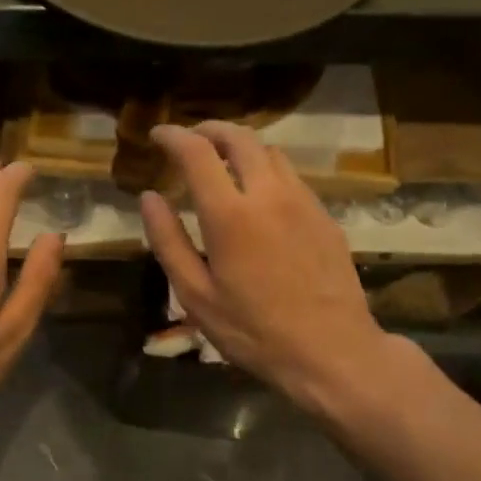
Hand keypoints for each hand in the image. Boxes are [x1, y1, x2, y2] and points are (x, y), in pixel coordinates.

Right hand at [140, 122, 400, 418]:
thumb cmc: (254, 331)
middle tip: (189, 139)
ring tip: (221, 162)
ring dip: (240, 146)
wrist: (332, 351)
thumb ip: (168, 241)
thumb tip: (149, 198)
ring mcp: (303, 201)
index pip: (197, 151)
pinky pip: (291, 175)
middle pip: (239, 138)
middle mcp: (269, 194)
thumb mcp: (196, 295)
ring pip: (270, 151)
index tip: (157, 135)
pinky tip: (258, 194)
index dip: (173, 136)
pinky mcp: (324, 215)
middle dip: (209, 130)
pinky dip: (266, 168)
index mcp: (230, 214)